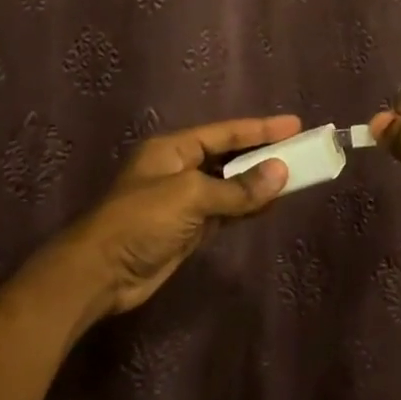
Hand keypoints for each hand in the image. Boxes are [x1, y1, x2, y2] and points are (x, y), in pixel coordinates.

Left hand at [60, 114, 299, 316]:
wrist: (100, 274)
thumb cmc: (141, 221)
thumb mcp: (190, 196)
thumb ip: (238, 188)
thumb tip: (281, 173)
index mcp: (173, 149)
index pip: (225, 133)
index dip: (261, 128)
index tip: (294, 125)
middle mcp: (179, 168)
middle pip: (229, 156)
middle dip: (263, 153)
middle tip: (300, 149)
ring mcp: (184, 200)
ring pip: (230, 184)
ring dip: (258, 182)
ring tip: (294, 175)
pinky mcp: (188, 228)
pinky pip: (226, 210)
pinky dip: (248, 207)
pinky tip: (271, 203)